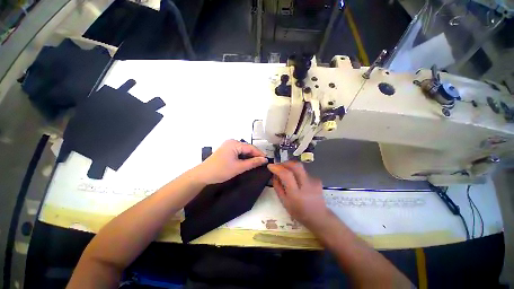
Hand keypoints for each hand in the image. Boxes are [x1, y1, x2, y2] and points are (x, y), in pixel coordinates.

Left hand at [194, 139, 267, 184]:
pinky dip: (243, 157)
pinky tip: (247, 162)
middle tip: (262, 163)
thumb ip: (253, 162)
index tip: (267, 160)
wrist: (203, 175)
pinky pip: (238, 152)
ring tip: (256, 163)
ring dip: (249, 156)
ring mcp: (228, 145)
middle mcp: (232, 142)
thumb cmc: (221, 170)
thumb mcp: (239, 167)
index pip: (251, 147)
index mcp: (234, 143)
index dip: (260, 154)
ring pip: (243, 150)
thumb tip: (265, 160)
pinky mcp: (226, 150)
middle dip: (255, 155)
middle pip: (247, 148)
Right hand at [267, 161, 329, 230]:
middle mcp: (306, 185)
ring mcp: (314, 181)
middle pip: (296, 166)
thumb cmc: (299, 212)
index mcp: (296, 194)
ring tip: (286, 173)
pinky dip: (297, 173)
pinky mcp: (317, 180)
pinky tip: (296, 179)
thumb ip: (278, 187)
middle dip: (285, 163)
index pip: (286, 175)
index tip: (270, 166)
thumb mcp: (284, 202)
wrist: (319, 217)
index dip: (277, 168)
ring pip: (300, 168)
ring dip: (291, 167)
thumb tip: (274, 175)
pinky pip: (304, 172)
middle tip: (279, 166)